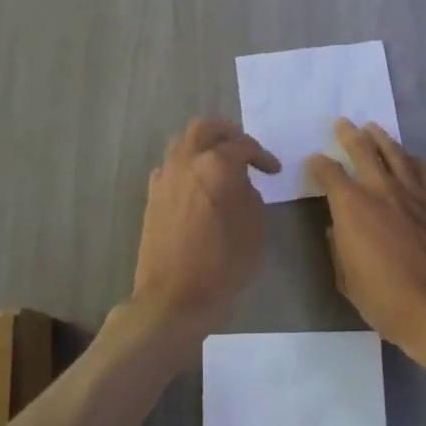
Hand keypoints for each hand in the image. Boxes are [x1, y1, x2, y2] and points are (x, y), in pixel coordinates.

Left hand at [132, 118, 280, 341]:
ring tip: (218, 163)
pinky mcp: (152, 196)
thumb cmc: (223, 264)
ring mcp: (165, 177)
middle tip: (242, 148)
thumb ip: (250, 195)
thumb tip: (239, 184)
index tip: (273, 170)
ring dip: (202, 145)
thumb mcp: (254, 228)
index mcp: (216, 166)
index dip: (262, 155)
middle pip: (204, 128)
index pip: (243, 145)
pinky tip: (196, 185)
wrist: (174, 297)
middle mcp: (187, 162)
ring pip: (181, 142)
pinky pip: (169, 166)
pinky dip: (185, 166)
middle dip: (227, 133)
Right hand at [306, 120, 425, 353]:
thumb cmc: (385, 298)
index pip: (329, 173)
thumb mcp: (346, 279)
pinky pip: (425, 170)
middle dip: (349, 134)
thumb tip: (336, 230)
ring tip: (374, 128)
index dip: (318, 165)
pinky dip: (414, 160)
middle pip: (363, 149)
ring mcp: (414, 193)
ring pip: (396, 153)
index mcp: (351, 206)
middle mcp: (381, 189)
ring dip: (382, 138)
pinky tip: (411, 158)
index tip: (314, 161)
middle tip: (342, 123)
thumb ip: (338, 248)